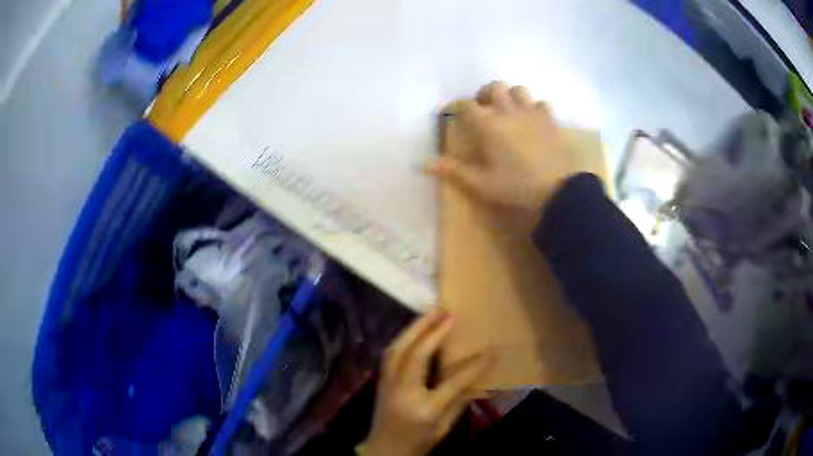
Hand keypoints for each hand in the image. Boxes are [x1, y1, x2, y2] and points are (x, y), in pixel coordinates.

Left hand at [358, 309, 493, 455]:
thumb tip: (477, 379)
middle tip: (447, 312)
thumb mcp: (443, 429)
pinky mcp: (380, 381)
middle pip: (416, 354)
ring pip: (397, 349)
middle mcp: (404, 392)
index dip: (475, 365)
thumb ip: (459, 403)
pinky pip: (390, 354)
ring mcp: (388, 384)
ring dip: (414, 328)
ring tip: (430, 313)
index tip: (492, 349)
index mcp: (425, 409)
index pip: (454, 381)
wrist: (383, 451)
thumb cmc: (417, 444)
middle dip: (432, 330)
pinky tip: (413, 331)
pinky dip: (403, 338)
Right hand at [427, 81, 571, 210]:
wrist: (557, 189)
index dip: (455, 105)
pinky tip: (532, 120)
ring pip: (518, 90)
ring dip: (509, 96)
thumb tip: (424, 164)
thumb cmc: (516, 185)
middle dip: (484, 94)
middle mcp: (508, 110)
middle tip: (483, 109)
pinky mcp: (550, 119)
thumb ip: (454, 170)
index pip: (466, 104)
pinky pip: (540, 104)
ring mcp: (531, 112)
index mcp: (488, 124)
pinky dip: (534, 108)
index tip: (450, 112)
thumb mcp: (481, 182)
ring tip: (508, 110)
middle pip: (493, 87)